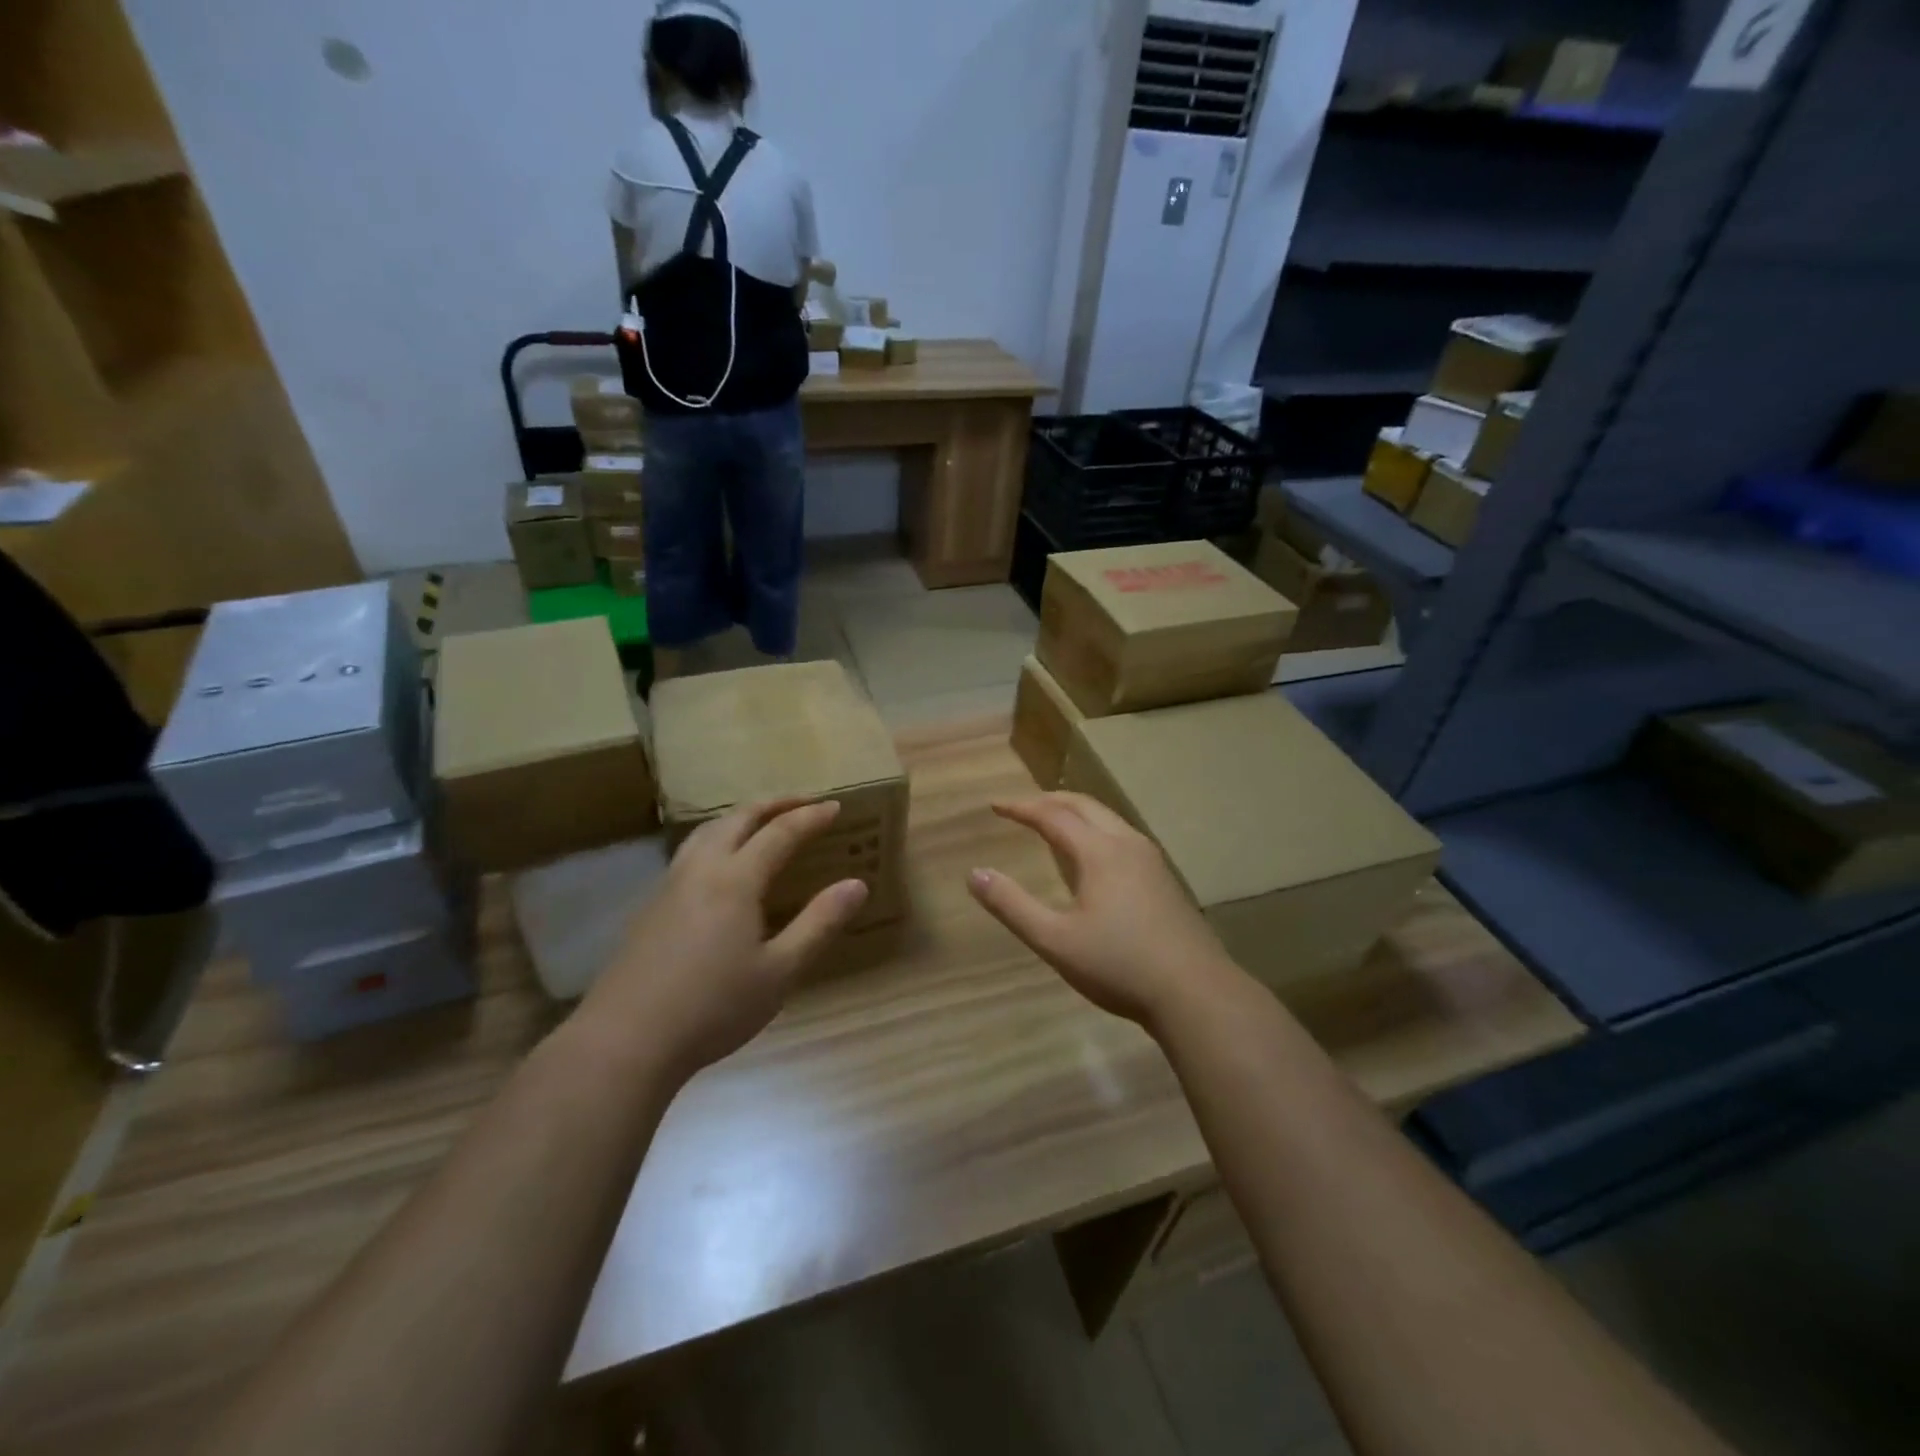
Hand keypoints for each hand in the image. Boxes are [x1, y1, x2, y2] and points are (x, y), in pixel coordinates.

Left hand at [581, 800, 868, 1079]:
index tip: (834, 807)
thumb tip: (856, 884)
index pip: (779, 833)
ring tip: (761, 821)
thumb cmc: (713, 1007)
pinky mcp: (649, 907)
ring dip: (740, 817)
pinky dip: (716, 838)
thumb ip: (820, 923)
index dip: (809, 817)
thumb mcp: (780, 971)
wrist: (626, 1041)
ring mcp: (669, 886)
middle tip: (803, 802)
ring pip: (706, 831)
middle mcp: (700, 869)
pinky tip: (719, 865)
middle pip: (738, 818)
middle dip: (773, 804)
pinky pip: (689, 852)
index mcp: (735, 879)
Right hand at [967, 793, 1240, 1029]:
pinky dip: (1095, 829)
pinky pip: (1122, 836)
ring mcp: (1151, 860)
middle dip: (1049, 800)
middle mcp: (1127, 844)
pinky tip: (1092, 857)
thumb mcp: (1055, 941)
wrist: (1195, 993)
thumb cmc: (1119, 966)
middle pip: (1084, 806)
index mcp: (1099, 852)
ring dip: (1075, 812)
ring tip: (1052, 822)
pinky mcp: (1164, 879)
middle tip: (1020, 807)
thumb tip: (975, 873)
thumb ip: (1012, 906)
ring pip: (1108, 819)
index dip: (1021, 807)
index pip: (1052, 815)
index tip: (995, 805)